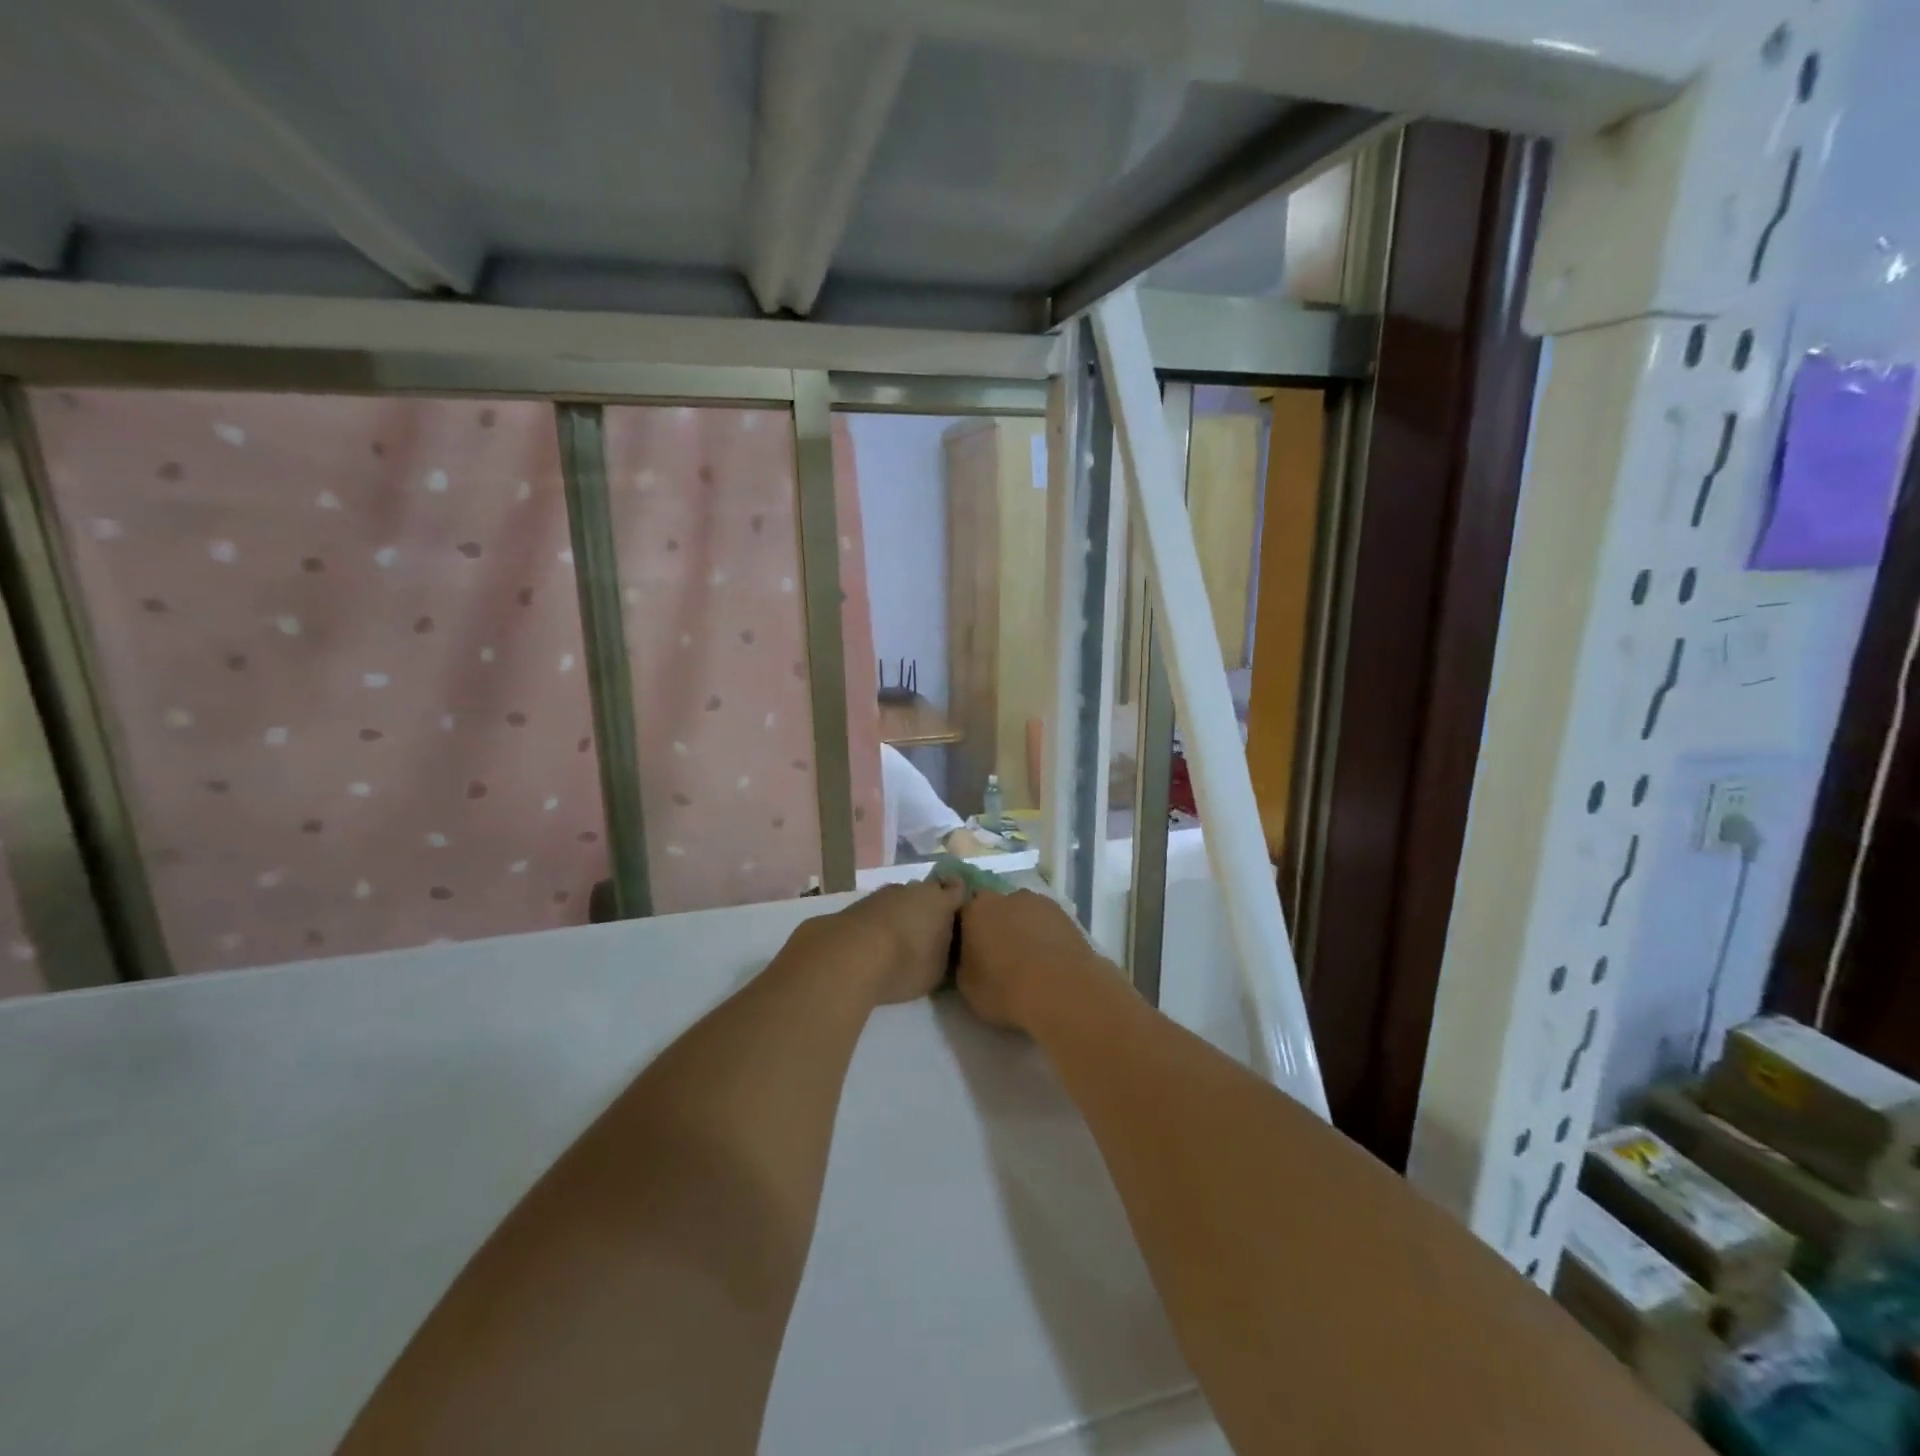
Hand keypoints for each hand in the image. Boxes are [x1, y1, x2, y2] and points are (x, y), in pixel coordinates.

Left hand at [809, 876, 966, 1005]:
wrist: (849, 955)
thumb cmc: (905, 962)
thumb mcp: (937, 969)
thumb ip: (944, 953)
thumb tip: (942, 945)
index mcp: (940, 900)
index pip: (958, 890)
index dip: (959, 900)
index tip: (959, 915)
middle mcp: (913, 889)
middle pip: (927, 893)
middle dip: (929, 908)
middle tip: (930, 933)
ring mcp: (883, 894)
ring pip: (900, 900)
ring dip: (902, 915)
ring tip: (900, 941)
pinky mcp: (857, 905)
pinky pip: (878, 912)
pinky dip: (880, 923)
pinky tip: (876, 943)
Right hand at [954, 889, 1108, 1032]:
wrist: (1062, 991)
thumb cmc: (1005, 988)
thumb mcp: (966, 985)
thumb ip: (964, 962)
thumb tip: (970, 956)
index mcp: (977, 908)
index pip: (964, 912)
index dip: (966, 932)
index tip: (970, 952)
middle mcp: (1007, 896)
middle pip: (996, 908)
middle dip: (996, 926)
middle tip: (999, 957)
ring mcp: (1040, 903)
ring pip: (1024, 914)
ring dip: (1022, 930)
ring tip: (1028, 962)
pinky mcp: (1067, 915)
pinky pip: (1047, 924)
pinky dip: (1045, 937)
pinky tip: (1049, 962)